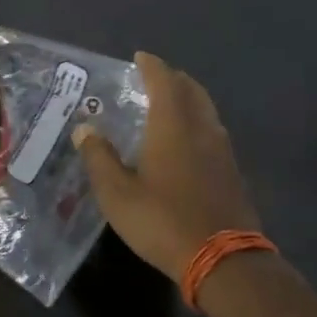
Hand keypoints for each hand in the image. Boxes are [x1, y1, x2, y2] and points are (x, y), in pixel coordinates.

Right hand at [73, 52, 259, 280]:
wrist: (223, 260)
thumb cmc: (162, 221)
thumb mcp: (117, 193)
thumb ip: (99, 158)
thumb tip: (84, 129)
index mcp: (172, 126)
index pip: (164, 82)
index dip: (151, 66)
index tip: (140, 57)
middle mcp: (201, 129)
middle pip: (192, 90)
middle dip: (174, 78)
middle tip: (155, 77)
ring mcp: (222, 151)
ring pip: (206, 111)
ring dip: (189, 100)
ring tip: (169, 105)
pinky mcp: (232, 172)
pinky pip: (213, 132)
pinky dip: (198, 123)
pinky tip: (187, 142)